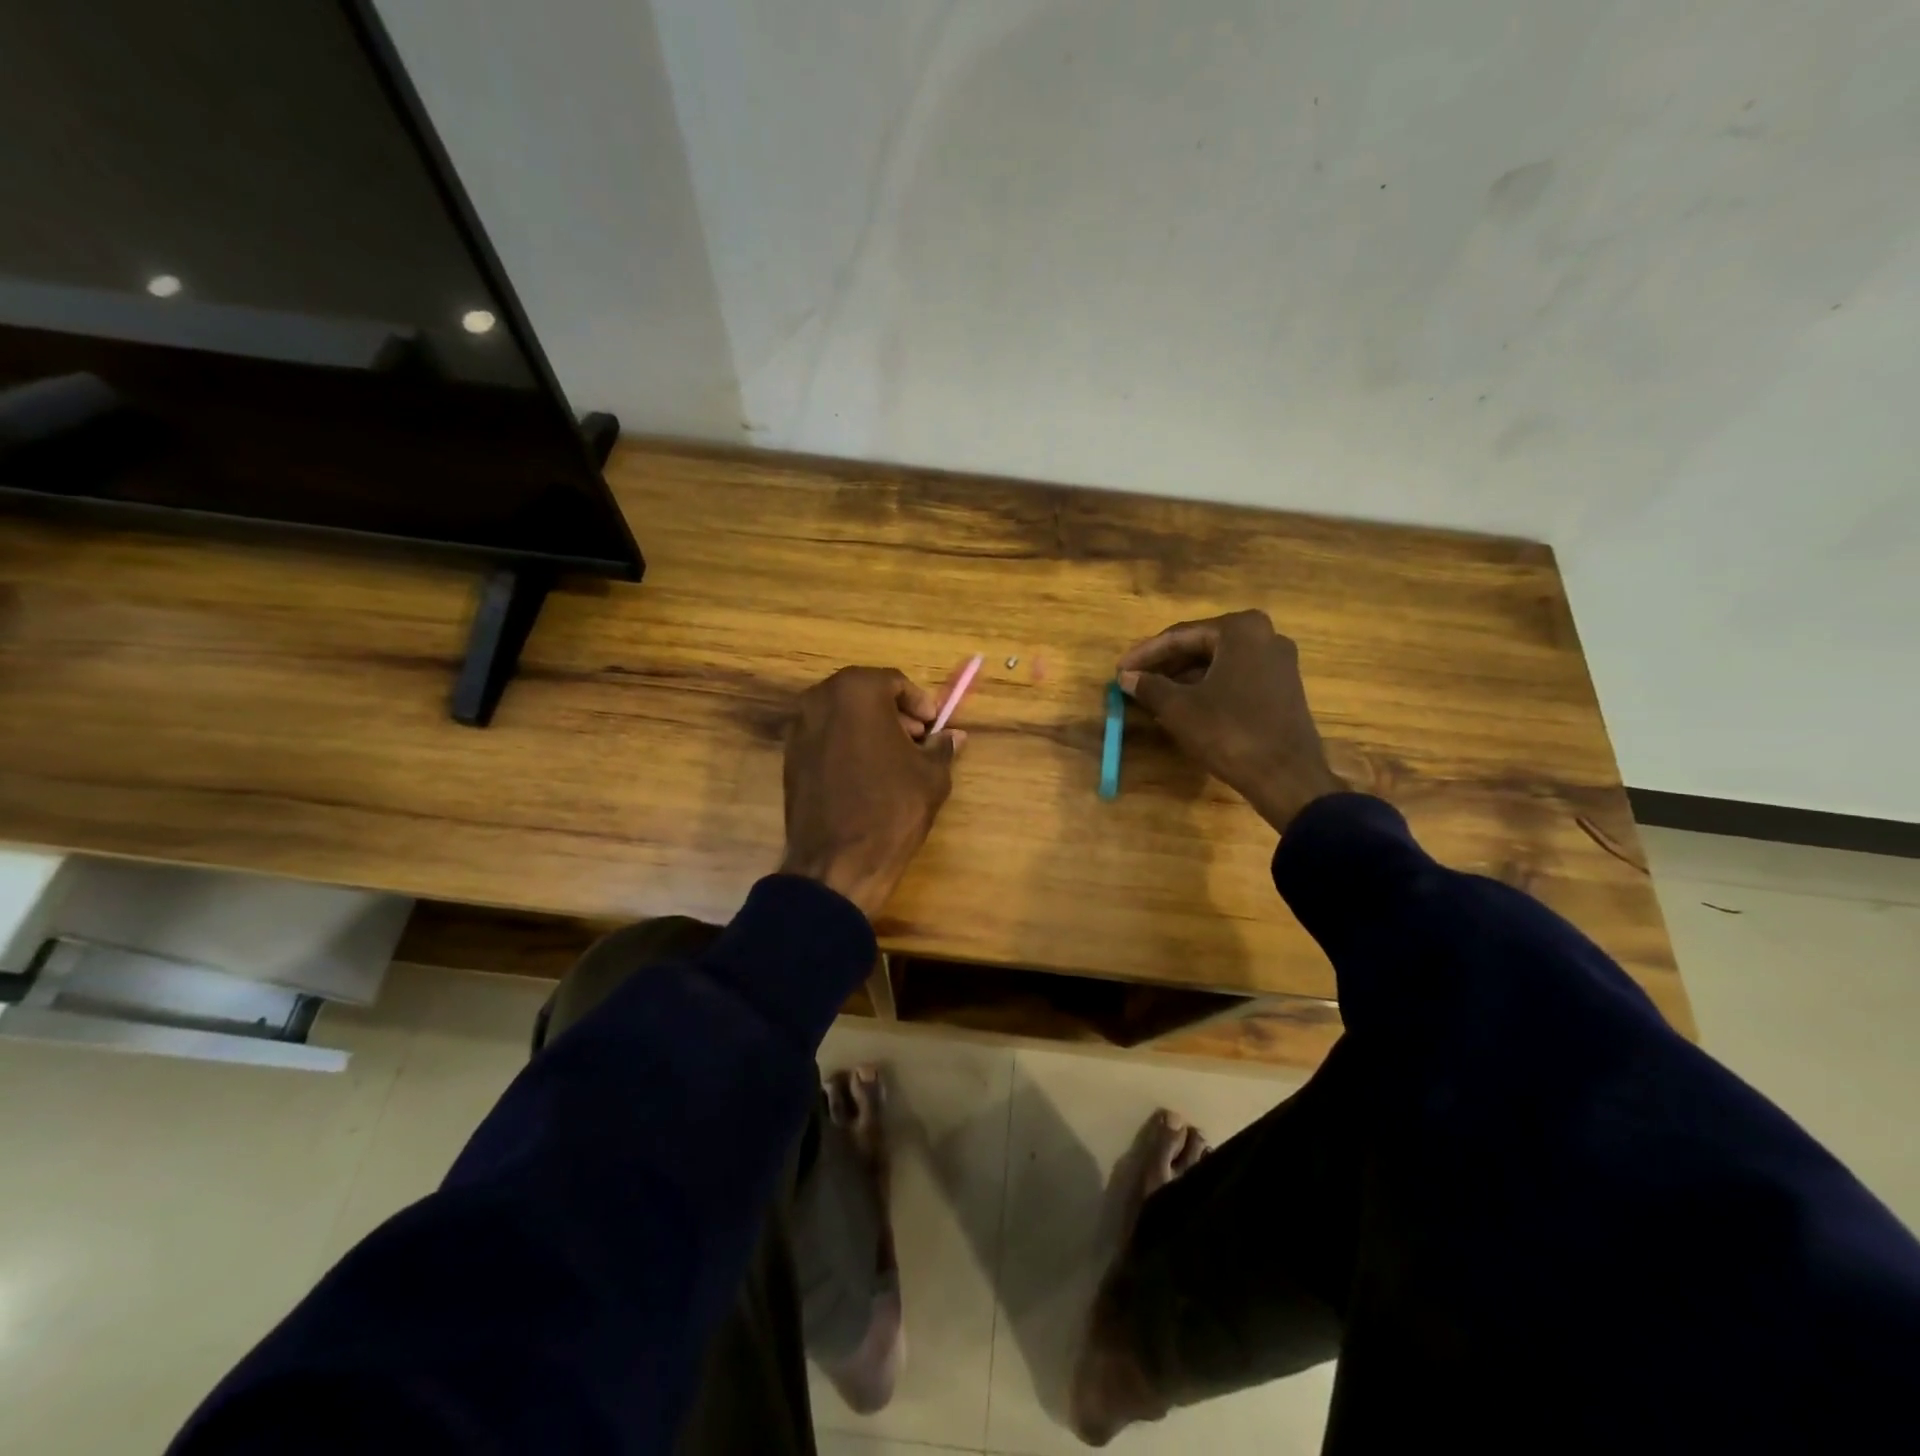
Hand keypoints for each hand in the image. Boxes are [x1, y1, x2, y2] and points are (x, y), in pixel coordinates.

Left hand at [780, 666, 964, 918]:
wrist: (838, 863)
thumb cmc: (892, 808)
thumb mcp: (930, 775)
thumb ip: (941, 747)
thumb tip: (952, 736)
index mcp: (856, 691)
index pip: (894, 682)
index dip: (919, 703)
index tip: (933, 726)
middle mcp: (819, 699)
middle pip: (864, 694)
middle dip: (893, 713)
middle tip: (916, 741)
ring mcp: (798, 728)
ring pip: (842, 715)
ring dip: (869, 728)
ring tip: (894, 761)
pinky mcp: (789, 757)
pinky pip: (825, 738)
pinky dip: (847, 745)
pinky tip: (866, 776)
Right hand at [1117, 609, 1343, 832]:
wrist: (1286, 776)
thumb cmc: (1229, 732)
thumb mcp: (1179, 708)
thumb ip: (1149, 686)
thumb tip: (1127, 677)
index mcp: (1241, 630)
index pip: (1180, 636)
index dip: (1145, 654)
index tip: (1119, 670)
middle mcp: (1265, 636)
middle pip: (1201, 645)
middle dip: (1165, 664)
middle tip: (1134, 680)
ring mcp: (1279, 663)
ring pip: (1218, 663)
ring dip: (1184, 677)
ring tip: (1153, 695)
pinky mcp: (1283, 688)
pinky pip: (1235, 678)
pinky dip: (1207, 687)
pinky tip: (1185, 705)